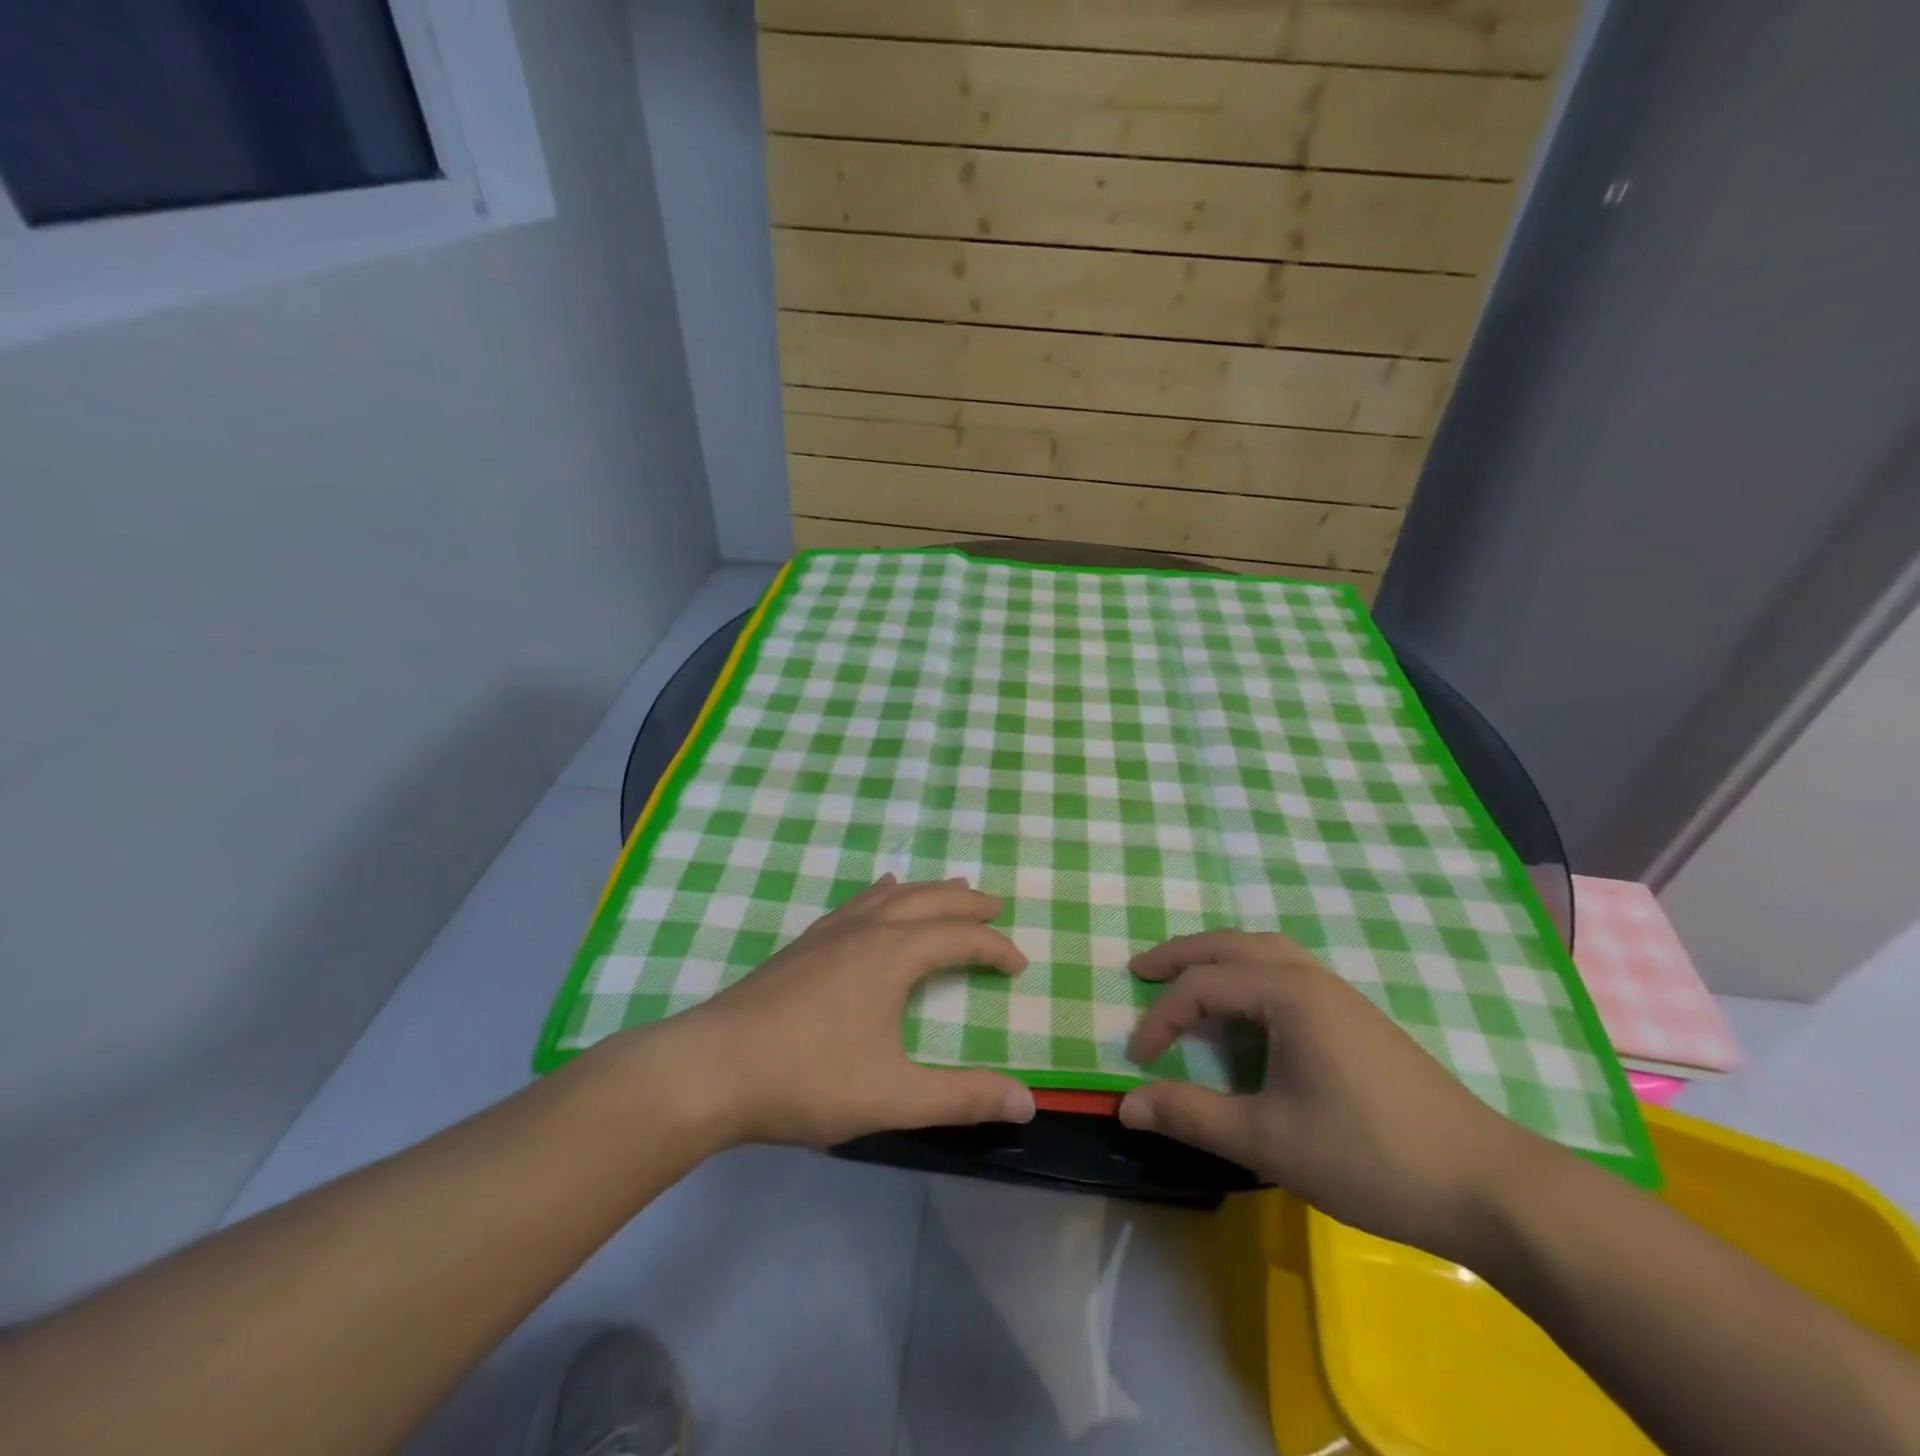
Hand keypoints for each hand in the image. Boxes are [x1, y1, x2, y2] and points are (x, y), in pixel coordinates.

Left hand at [659, 875, 1037, 1148]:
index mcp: (893, 955)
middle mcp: (865, 930)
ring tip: (948, 888)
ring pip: (889, 896)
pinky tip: (876, 895)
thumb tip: (1028, 1101)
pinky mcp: (802, 945)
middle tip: (992, 905)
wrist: (712, 1068)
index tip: (1019, 964)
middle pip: (926, 901)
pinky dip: (880, 895)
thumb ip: (961, 1097)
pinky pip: (855, 904)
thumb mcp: (893, 1096)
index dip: (994, 948)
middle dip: (964, 904)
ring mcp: (829, 933)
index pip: (959, 939)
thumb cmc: (807, 1079)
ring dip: (925, 891)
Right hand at [1118, 930, 1541, 1261]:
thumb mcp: (1269, 1139)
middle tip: (1140, 969)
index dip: (1160, 1019)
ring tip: (1185, 977)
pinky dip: (1248, 973)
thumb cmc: (1370, 1156)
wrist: (1488, 1186)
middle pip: (1231, 946)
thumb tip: (1126, 1104)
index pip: (1202, 988)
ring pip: (1263, 951)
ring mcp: (1339, 995)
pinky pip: (1286, 971)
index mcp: (1288, 993)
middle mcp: (1311, 978)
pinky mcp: (1356, 1017)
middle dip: (1181, 955)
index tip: (1137, 1061)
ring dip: (1217, 957)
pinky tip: (1246, 1007)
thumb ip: (1192, 1115)